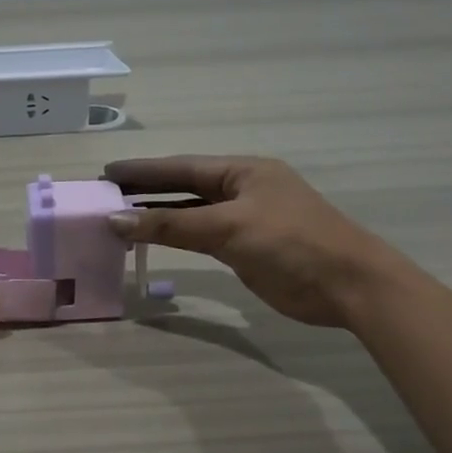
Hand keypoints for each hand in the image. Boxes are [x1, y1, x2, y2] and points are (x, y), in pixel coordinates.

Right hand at [103, 155, 401, 328]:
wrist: (347, 285)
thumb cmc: (291, 243)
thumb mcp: (228, 228)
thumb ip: (171, 225)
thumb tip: (117, 220)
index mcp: (243, 172)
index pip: (182, 167)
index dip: (143, 171)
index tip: (106, 173)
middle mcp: (242, 190)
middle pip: (183, 187)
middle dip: (145, 191)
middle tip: (104, 195)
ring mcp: (245, 220)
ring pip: (190, 213)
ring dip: (157, 216)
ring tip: (118, 218)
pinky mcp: (246, 249)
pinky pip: (201, 236)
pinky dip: (176, 237)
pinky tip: (153, 239)